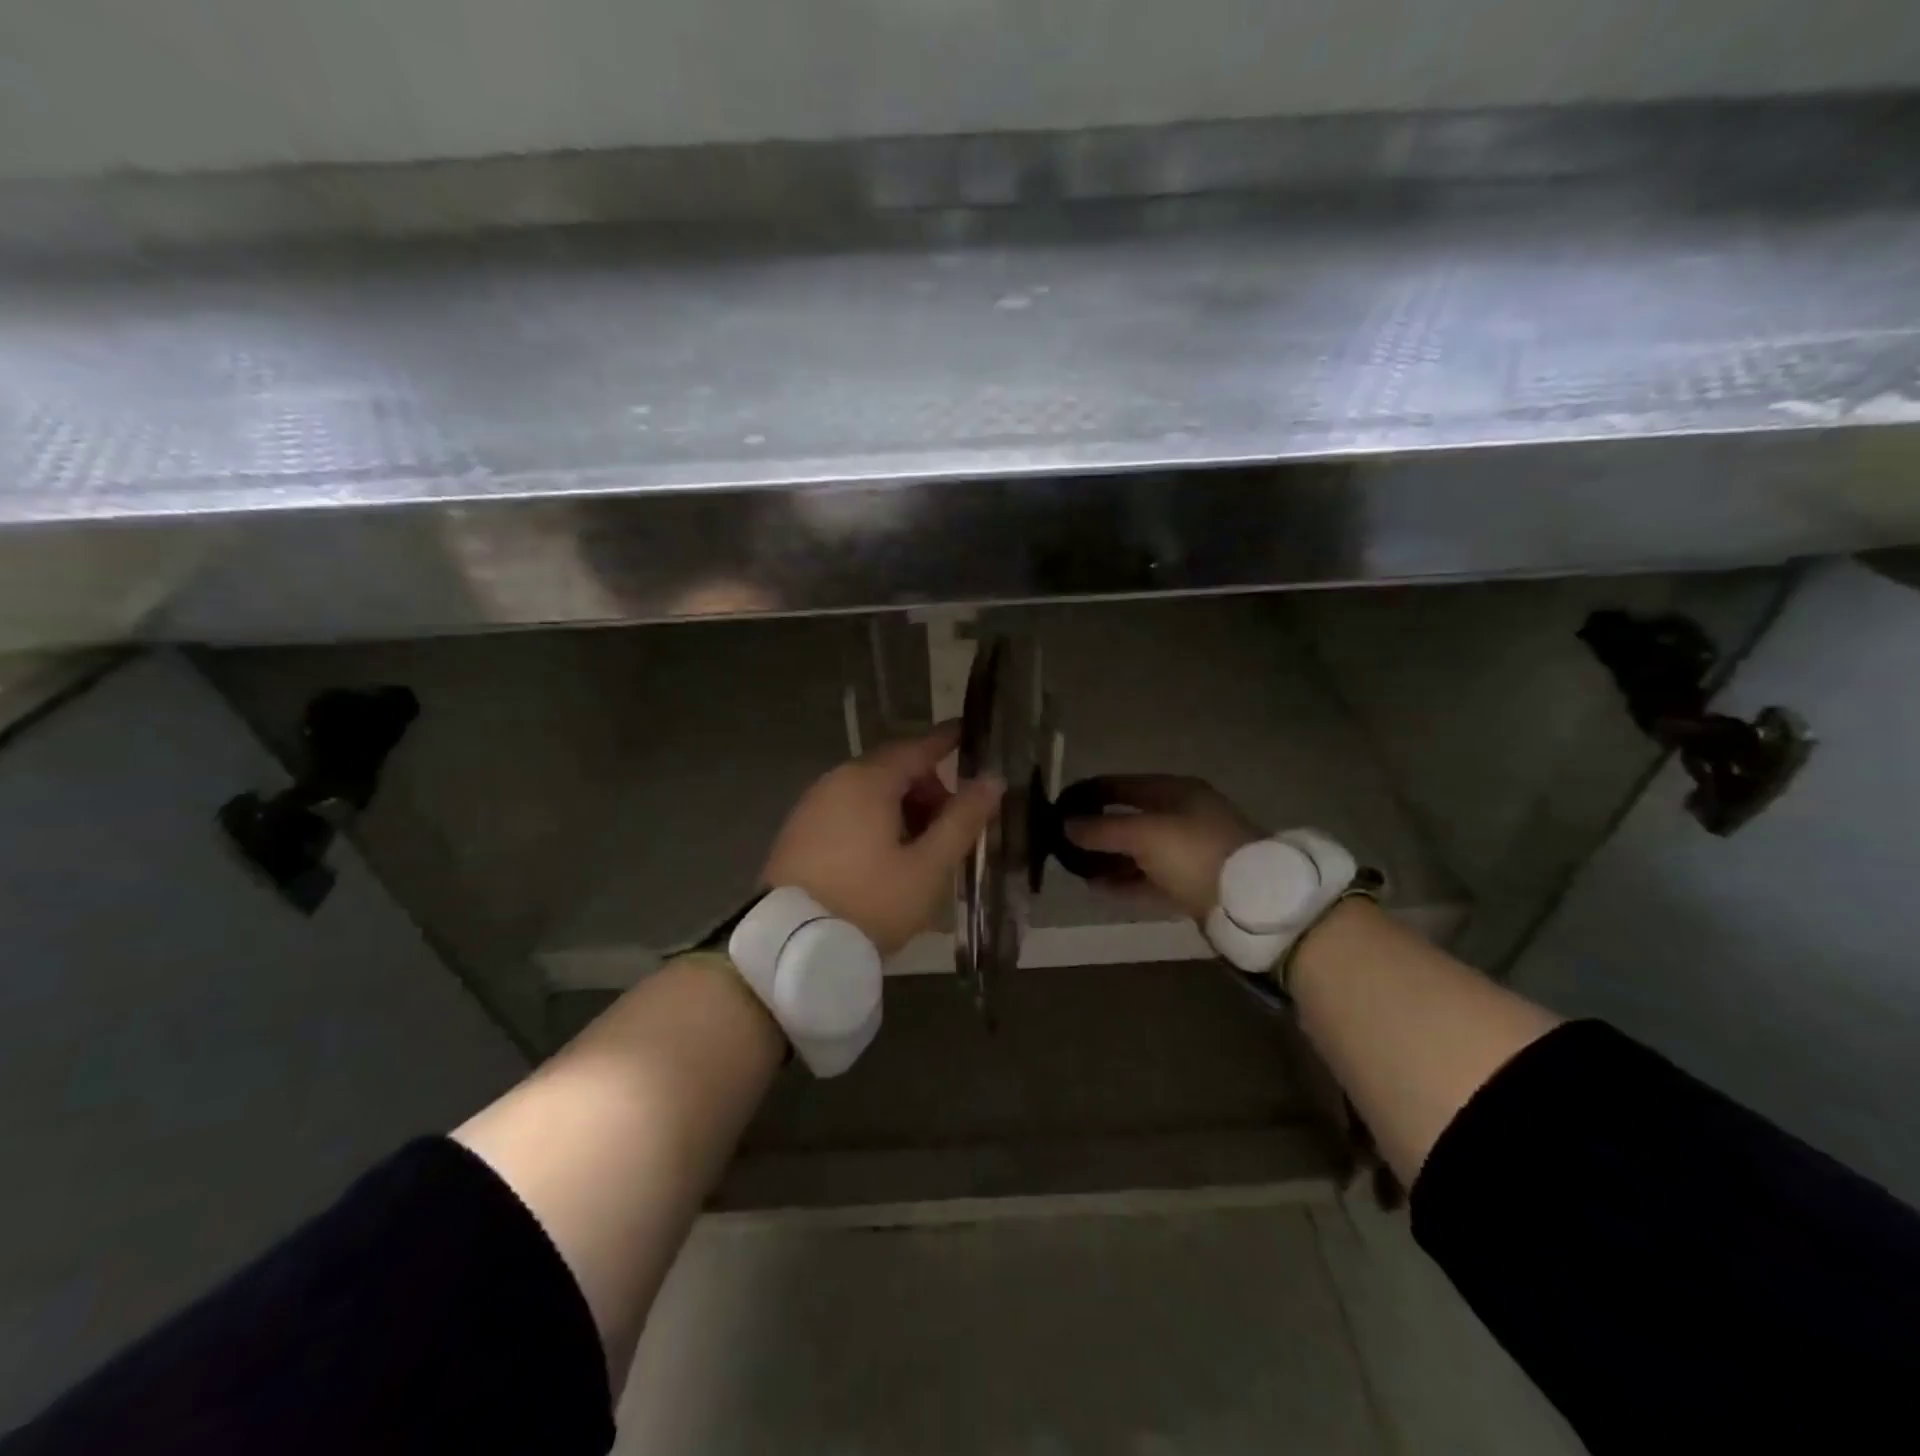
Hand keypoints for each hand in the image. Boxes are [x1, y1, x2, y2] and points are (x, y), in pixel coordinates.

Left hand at [762, 723, 1004, 956]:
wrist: (789, 946)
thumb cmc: (869, 902)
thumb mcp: (928, 867)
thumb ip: (962, 820)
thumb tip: (992, 780)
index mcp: (869, 781)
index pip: (918, 747)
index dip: (947, 741)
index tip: (969, 733)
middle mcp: (836, 781)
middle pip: (893, 770)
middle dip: (928, 789)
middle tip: (951, 827)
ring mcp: (812, 805)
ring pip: (869, 793)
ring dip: (902, 809)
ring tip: (920, 852)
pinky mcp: (798, 831)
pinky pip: (846, 811)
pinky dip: (874, 821)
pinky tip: (884, 860)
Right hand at [1062, 775, 1262, 921]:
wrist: (1250, 901)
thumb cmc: (1194, 852)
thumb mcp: (1144, 835)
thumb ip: (1102, 830)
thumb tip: (1065, 825)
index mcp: (1177, 792)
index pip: (1123, 785)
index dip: (1091, 793)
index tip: (1060, 805)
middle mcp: (1183, 816)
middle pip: (1130, 818)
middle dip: (1097, 829)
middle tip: (1064, 839)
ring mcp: (1189, 851)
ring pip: (1138, 851)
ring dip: (1108, 858)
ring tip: (1074, 867)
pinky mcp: (1191, 884)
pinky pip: (1148, 878)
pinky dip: (1124, 881)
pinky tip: (1097, 888)